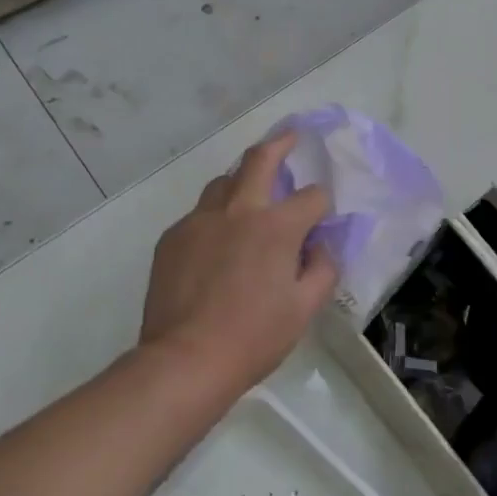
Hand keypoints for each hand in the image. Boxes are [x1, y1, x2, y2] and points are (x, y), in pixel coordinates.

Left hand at [140, 131, 337, 397]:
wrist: (185, 359)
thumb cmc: (254, 337)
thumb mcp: (304, 308)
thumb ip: (322, 269)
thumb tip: (321, 246)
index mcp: (276, 226)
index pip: (312, 197)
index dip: (323, 205)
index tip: (322, 219)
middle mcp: (238, 210)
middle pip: (259, 159)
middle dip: (279, 143)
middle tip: (290, 137)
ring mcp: (199, 220)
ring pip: (223, 182)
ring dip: (242, 180)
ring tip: (250, 193)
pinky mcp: (173, 237)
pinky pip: (199, 215)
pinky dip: (216, 218)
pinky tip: (217, 243)